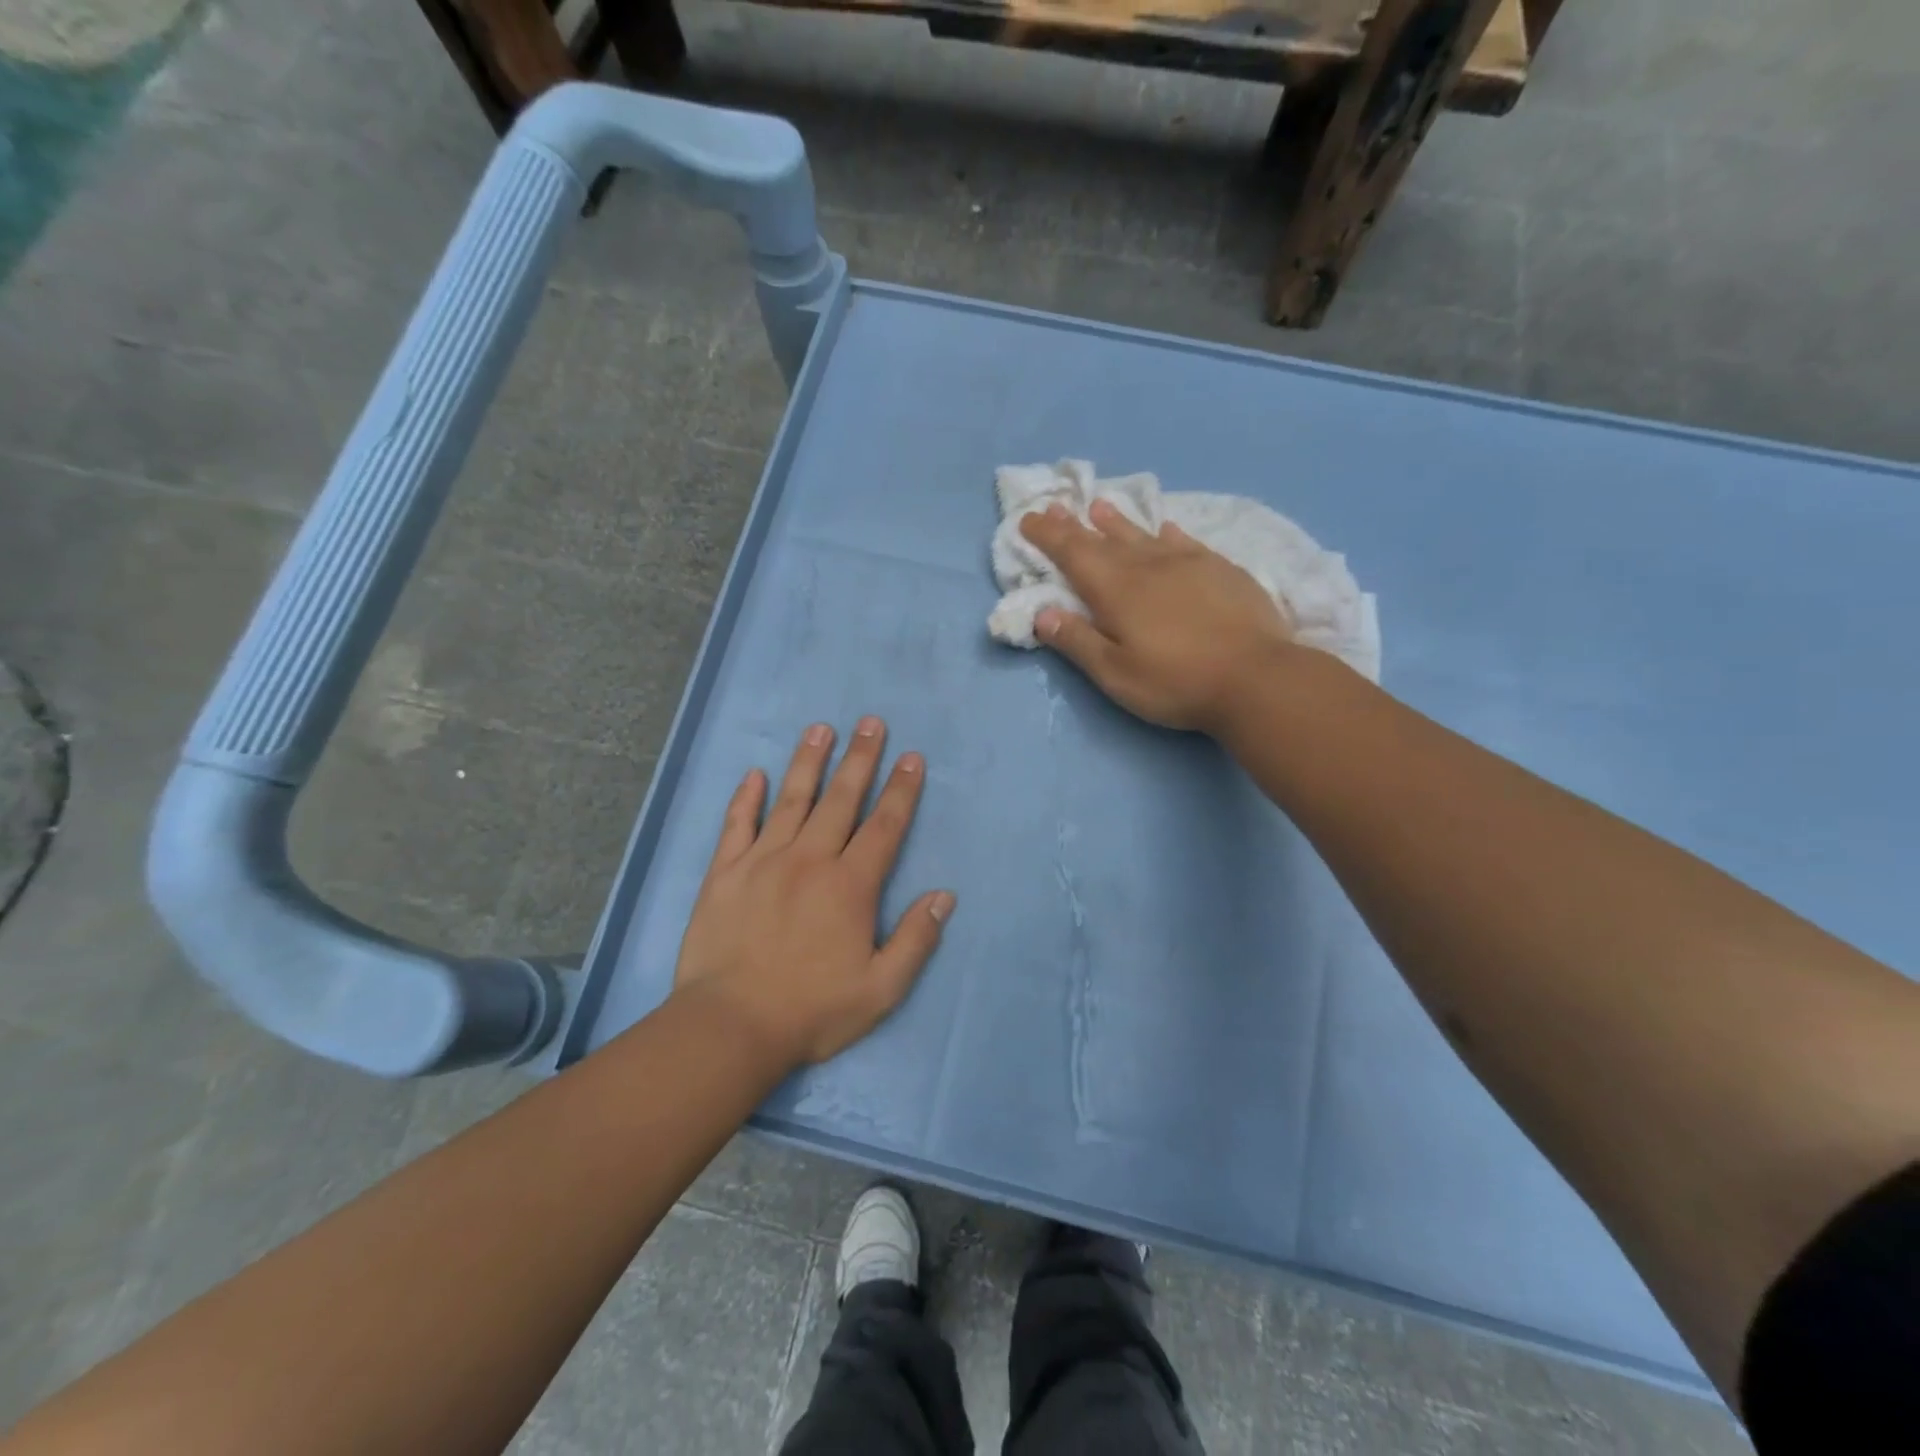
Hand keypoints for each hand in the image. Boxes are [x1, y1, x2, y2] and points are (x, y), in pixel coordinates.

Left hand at [672, 718, 955, 1067]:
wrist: (730, 1026)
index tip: (912, 758)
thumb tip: (943, 896)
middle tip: (871, 723)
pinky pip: (737, 826)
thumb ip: (915, 940)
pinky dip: (746, 799)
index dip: (902, 790)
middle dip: (860, 759)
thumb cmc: (811, 1010)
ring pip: (792, 801)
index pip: (884, 826)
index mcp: (850, 885)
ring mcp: (763, 862)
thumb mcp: (881, 989)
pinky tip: (754, 775)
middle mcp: (809, 860)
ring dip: (809, 763)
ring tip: (820, 729)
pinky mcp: (725, 873)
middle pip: (841, 800)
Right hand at [1019, 499, 1295, 731]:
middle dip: (1075, 525)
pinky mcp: (1221, 570)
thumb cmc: (1176, 682)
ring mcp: (1188, 564)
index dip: (1049, 535)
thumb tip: (1041, 613)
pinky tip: (1166, 528)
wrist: (1256, 677)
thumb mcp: (1115, 674)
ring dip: (1118, 522)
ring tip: (1101, 507)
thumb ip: (1077, 641)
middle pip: (1104, 540)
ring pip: (1144, 535)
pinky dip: (1168, 532)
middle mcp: (1148, 567)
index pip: (1073, 554)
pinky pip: (1186, 541)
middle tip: (1056, 507)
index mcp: (1117, 591)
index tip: (1029, 518)